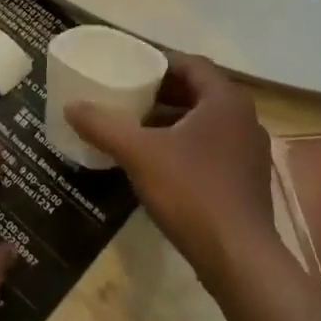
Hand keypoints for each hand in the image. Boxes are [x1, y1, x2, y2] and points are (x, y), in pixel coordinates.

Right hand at [66, 54, 277, 285]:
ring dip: (172, 119)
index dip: (158, 61)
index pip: (191, 64)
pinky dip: (185, 144)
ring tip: (136, 127)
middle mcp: (244, 118)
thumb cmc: (191, 191)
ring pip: (205, 122)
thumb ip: (103, 126)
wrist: (239, 259)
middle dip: (162, 92)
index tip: (129, 67)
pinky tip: (158, 162)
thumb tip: (70, 106)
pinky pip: (212, 147)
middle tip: (127, 95)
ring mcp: (250, 151)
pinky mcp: (247, 180)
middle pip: (198, 91)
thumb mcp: (138, 153)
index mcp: (225, 100)